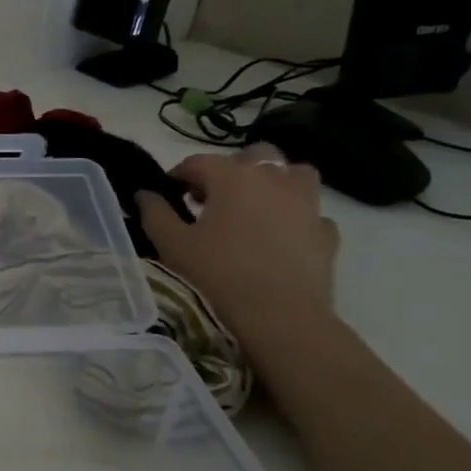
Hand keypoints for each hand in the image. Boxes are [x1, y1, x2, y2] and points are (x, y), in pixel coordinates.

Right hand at [136, 145, 339, 337]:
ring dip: (273, 182)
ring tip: (254, 207)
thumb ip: (155, 213)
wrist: (280, 314)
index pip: (199, 162)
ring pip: (293, 174)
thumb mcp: (172, 244)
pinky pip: (310, 212)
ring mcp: (307, 203)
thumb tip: (145, 194)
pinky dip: (294, 216)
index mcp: (233, 177)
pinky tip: (280, 236)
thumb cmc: (218, 274)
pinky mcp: (326, 231)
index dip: (178, 175)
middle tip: (212, 198)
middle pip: (253, 156)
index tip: (167, 193)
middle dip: (230, 170)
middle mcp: (274, 179)